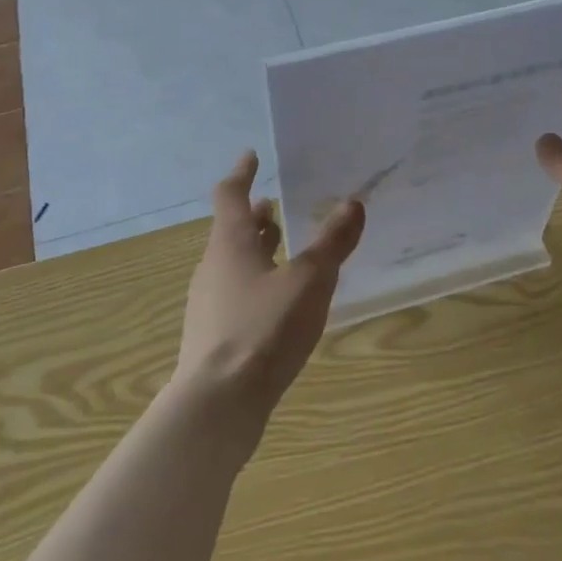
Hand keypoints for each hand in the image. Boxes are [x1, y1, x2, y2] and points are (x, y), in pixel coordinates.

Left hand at [175, 150, 365, 433]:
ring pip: (233, 263)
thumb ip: (332, 243)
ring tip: (282, 247)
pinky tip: (278, 302)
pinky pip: (235, 294)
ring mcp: (209, 304)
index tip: (251, 156)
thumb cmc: (264, 329)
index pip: (230, 195)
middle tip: (275, 204)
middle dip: (255, 216)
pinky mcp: (213, 336)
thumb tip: (353, 203)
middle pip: (231, 231)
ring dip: (256, 249)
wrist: (218, 404)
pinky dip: (256, 282)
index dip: (242, 174)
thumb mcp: (309, 281)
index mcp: (230, 244)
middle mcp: (213, 267)